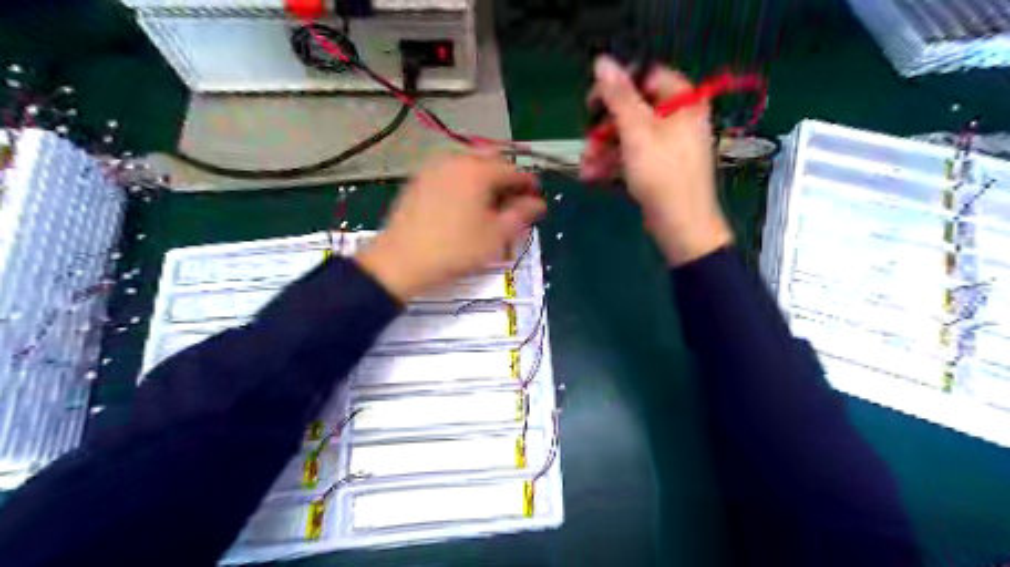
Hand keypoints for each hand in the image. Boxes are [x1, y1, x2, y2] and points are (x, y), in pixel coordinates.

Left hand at [357, 153, 545, 302]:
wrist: (401, 261)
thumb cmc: (455, 249)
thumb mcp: (495, 236)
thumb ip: (521, 214)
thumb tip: (538, 203)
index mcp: (478, 171)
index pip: (513, 171)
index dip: (529, 184)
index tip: (536, 198)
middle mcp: (456, 160)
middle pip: (490, 159)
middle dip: (506, 176)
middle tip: (512, 199)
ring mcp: (434, 167)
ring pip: (468, 163)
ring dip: (485, 177)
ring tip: (489, 203)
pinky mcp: (419, 179)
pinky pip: (450, 172)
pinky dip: (464, 181)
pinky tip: (464, 203)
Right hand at [579, 56, 729, 265]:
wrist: (681, 226)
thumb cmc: (662, 175)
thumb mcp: (637, 132)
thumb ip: (618, 96)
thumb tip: (602, 61)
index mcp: (683, 102)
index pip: (646, 78)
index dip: (618, 88)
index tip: (593, 104)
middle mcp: (678, 119)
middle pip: (633, 110)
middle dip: (605, 129)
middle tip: (587, 142)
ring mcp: (668, 145)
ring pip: (629, 136)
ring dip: (603, 150)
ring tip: (585, 167)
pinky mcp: (659, 168)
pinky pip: (633, 156)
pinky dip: (614, 163)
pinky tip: (593, 176)